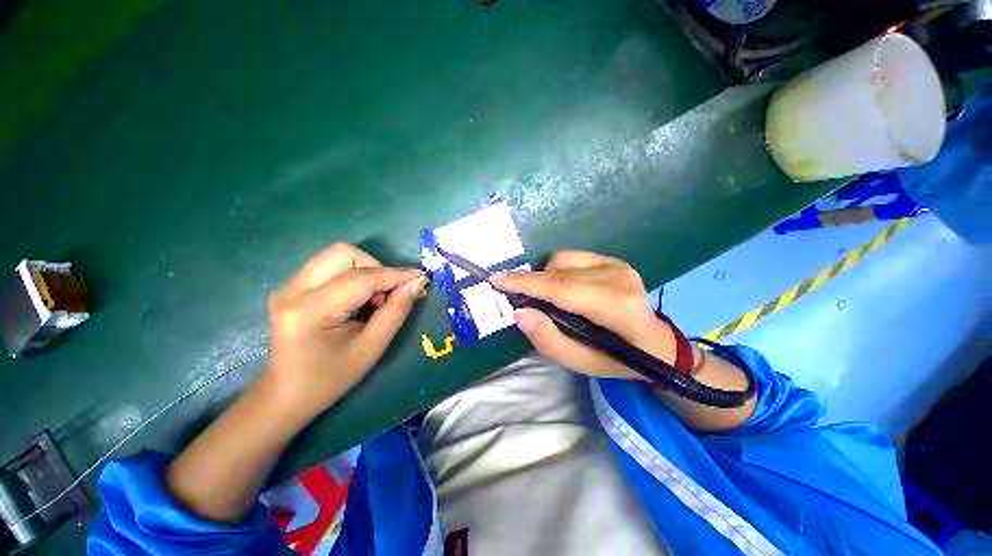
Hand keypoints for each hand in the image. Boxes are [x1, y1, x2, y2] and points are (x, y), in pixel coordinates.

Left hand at [263, 242, 426, 420]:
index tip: (421, 277)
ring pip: (337, 255)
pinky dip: (354, 275)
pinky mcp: (291, 287)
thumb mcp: (371, 348)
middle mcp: (292, 290)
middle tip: (387, 295)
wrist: (285, 395)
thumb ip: (396, 311)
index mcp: (310, 311)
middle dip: (376, 267)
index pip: (361, 278)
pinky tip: (358, 299)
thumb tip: (417, 282)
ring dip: (366, 270)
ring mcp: (288, 286)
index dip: (396, 274)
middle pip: (344, 253)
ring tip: (373, 298)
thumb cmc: (330, 378)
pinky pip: (330, 266)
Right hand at [490, 251, 676, 380]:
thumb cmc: (618, 359)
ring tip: (553, 301)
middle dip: (533, 284)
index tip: (497, 280)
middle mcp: (618, 277)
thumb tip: (520, 312)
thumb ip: (549, 340)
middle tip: (528, 304)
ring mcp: (617, 264)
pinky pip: (571, 257)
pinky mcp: (614, 259)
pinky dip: (559, 272)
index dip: (526, 283)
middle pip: (558, 271)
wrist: (656, 343)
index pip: (561, 289)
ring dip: (547, 278)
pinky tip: (567, 289)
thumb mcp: (582, 363)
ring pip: (561, 259)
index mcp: (615, 307)